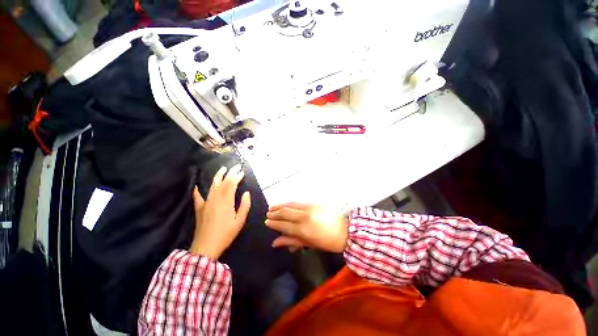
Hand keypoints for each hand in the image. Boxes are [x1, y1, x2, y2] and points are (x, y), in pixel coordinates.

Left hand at [189, 164, 250, 258]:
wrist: (206, 247)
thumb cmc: (226, 234)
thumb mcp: (240, 221)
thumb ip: (244, 206)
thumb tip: (246, 193)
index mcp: (226, 201)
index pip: (231, 184)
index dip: (237, 177)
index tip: (242, 172)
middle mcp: (215, 199)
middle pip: (223, 182)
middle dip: (230, 173)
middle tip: (236, 167)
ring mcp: (206, 203)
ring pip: (212, 186)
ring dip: (217, 177)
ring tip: (222, 169)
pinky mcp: (199, 209)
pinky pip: (198, 197)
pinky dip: (197, 191)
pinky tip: (197, 186)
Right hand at [266, 203, 348, 252]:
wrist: (345, 230)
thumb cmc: (327, 242)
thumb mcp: (309, 244)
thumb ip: (291, 241)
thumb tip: (275, 242)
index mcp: (303, 230)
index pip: (283, 225)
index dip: (274, 223)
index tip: (266, 222)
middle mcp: (304, 216)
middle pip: (285, 213)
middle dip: (275, 213)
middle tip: (267, 214)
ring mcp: (309, 208)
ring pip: (290, 205)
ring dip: (280, 205)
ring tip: (272, 207)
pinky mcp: (314, 203)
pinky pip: (298, 202)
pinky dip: (289, 203)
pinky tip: (285, 204)